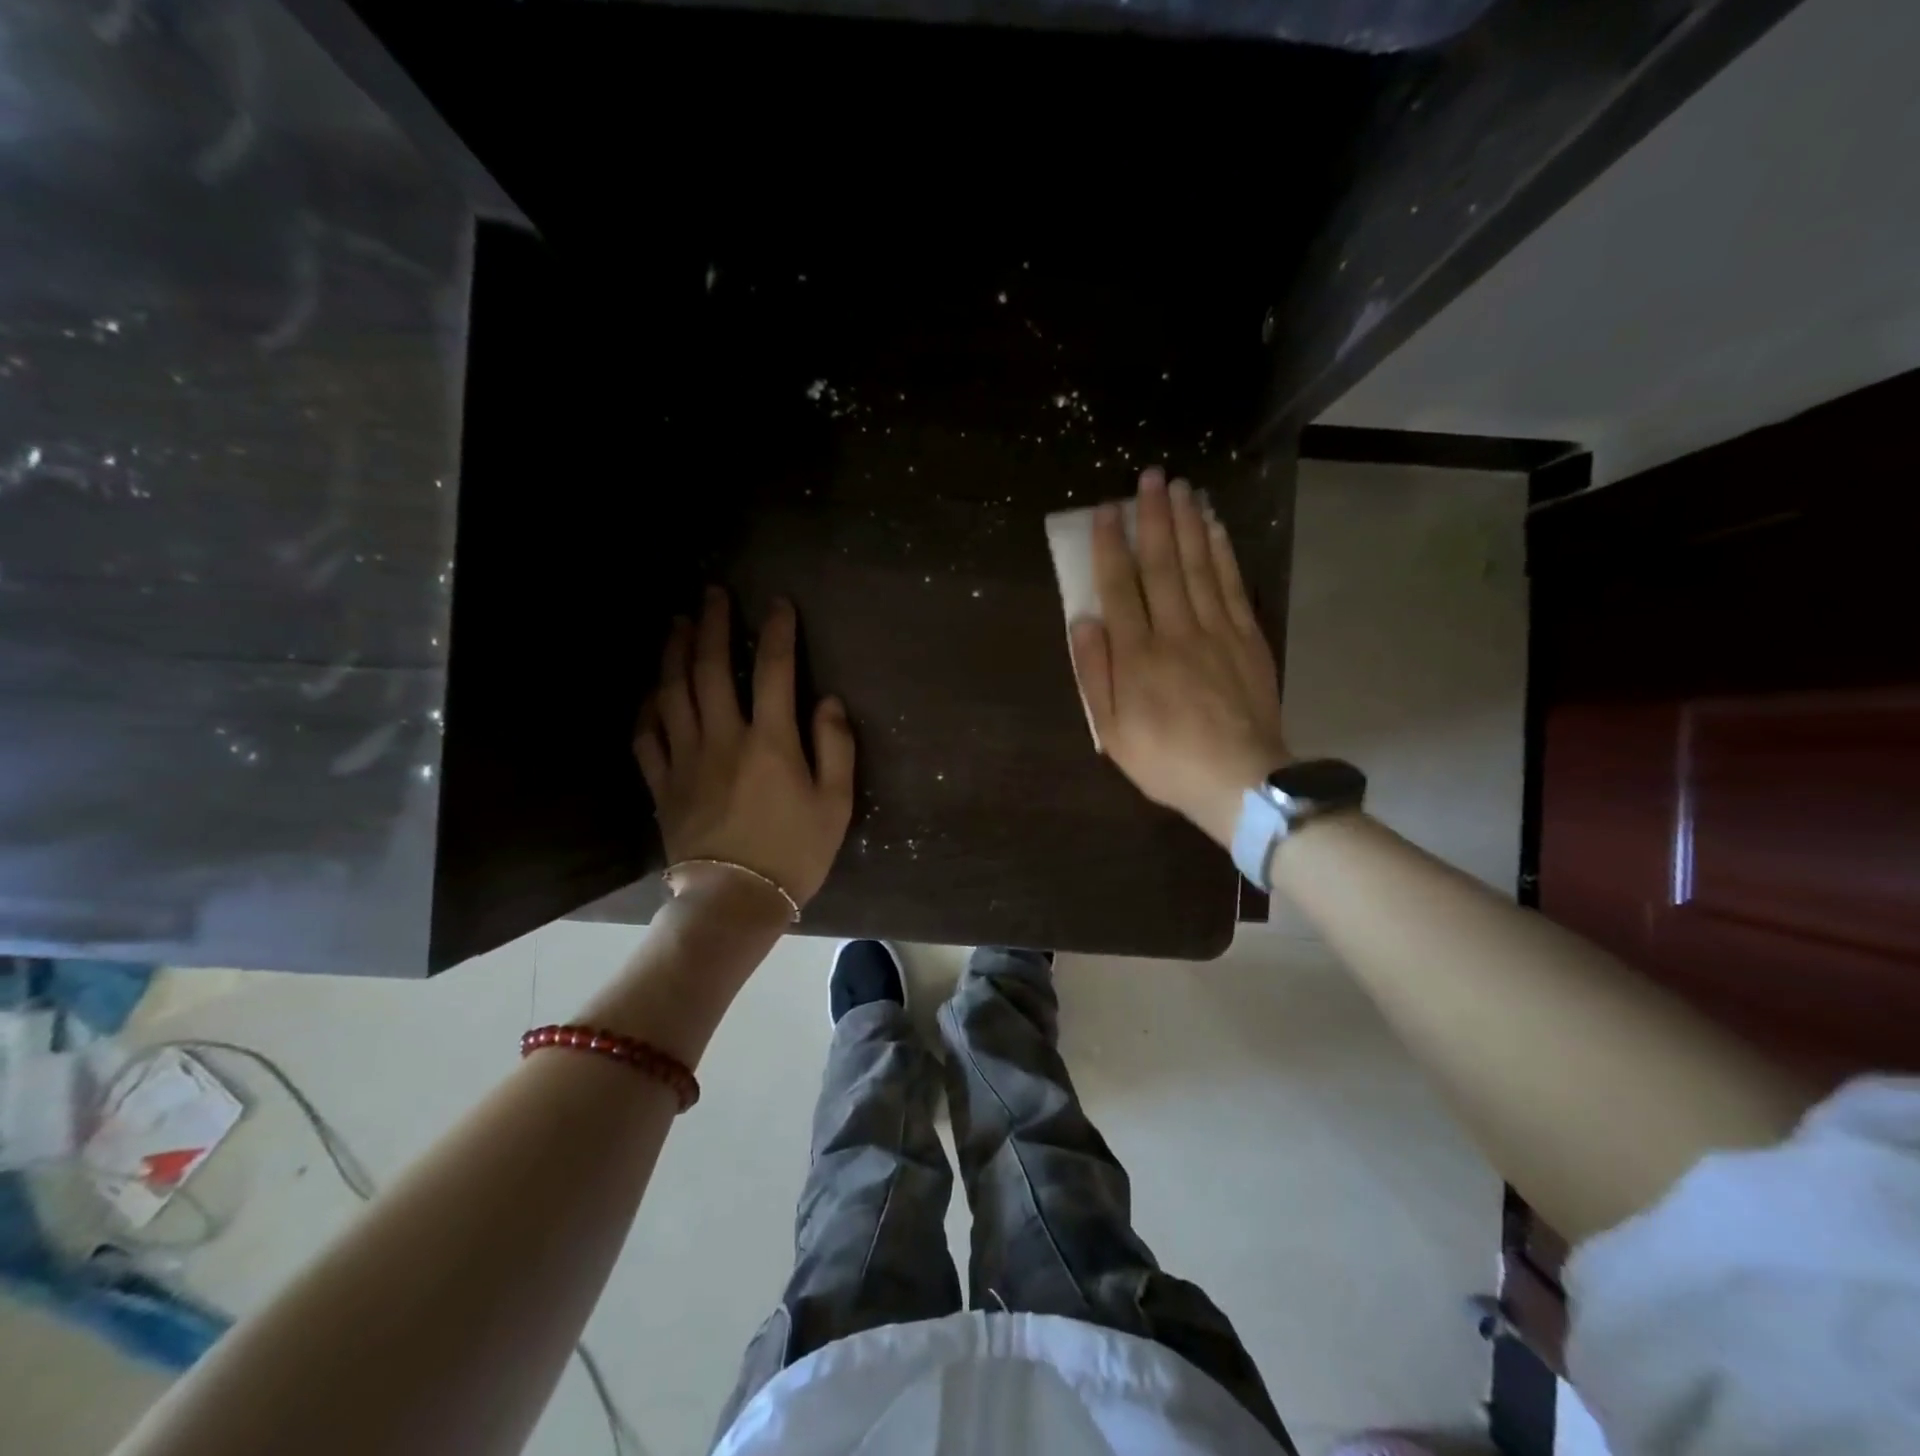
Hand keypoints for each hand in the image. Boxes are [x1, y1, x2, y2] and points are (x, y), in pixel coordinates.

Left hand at [634, 588, 854, 911]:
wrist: (736, 901)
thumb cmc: (794, 853)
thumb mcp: (835, 804)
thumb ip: (835, 747)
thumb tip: (828, 700)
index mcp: (770, 742)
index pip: (773, 671)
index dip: (777, 632)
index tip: (778, 604)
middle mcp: (723, 739)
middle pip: (710, 669)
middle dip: (712, 624)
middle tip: (712, 593)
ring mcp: (686, 760)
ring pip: (672, 693)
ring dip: (673, 652)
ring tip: (677, 623)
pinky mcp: (662, 784)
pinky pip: (646, 736)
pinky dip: (647, 707)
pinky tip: (652, 690)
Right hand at [1069, 466, 1290, 848]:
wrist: (1238, 778)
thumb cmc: (1164, 759)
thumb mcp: (1111, 730)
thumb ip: (1096, 674)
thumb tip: (1084, 620)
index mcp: (1137, 655)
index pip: (1119, 587)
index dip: (1110, 545)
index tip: (1105, 510)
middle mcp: (1175, 631)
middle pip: (1161, 564)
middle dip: (1153, 517)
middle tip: (1151, 476)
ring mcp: (1216, 630)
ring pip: (1199, 565)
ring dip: (1188, 523)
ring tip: (1182, 487)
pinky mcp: (1246, 637)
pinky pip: (1232, 585)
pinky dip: (1222, 552)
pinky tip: (1215, 527)